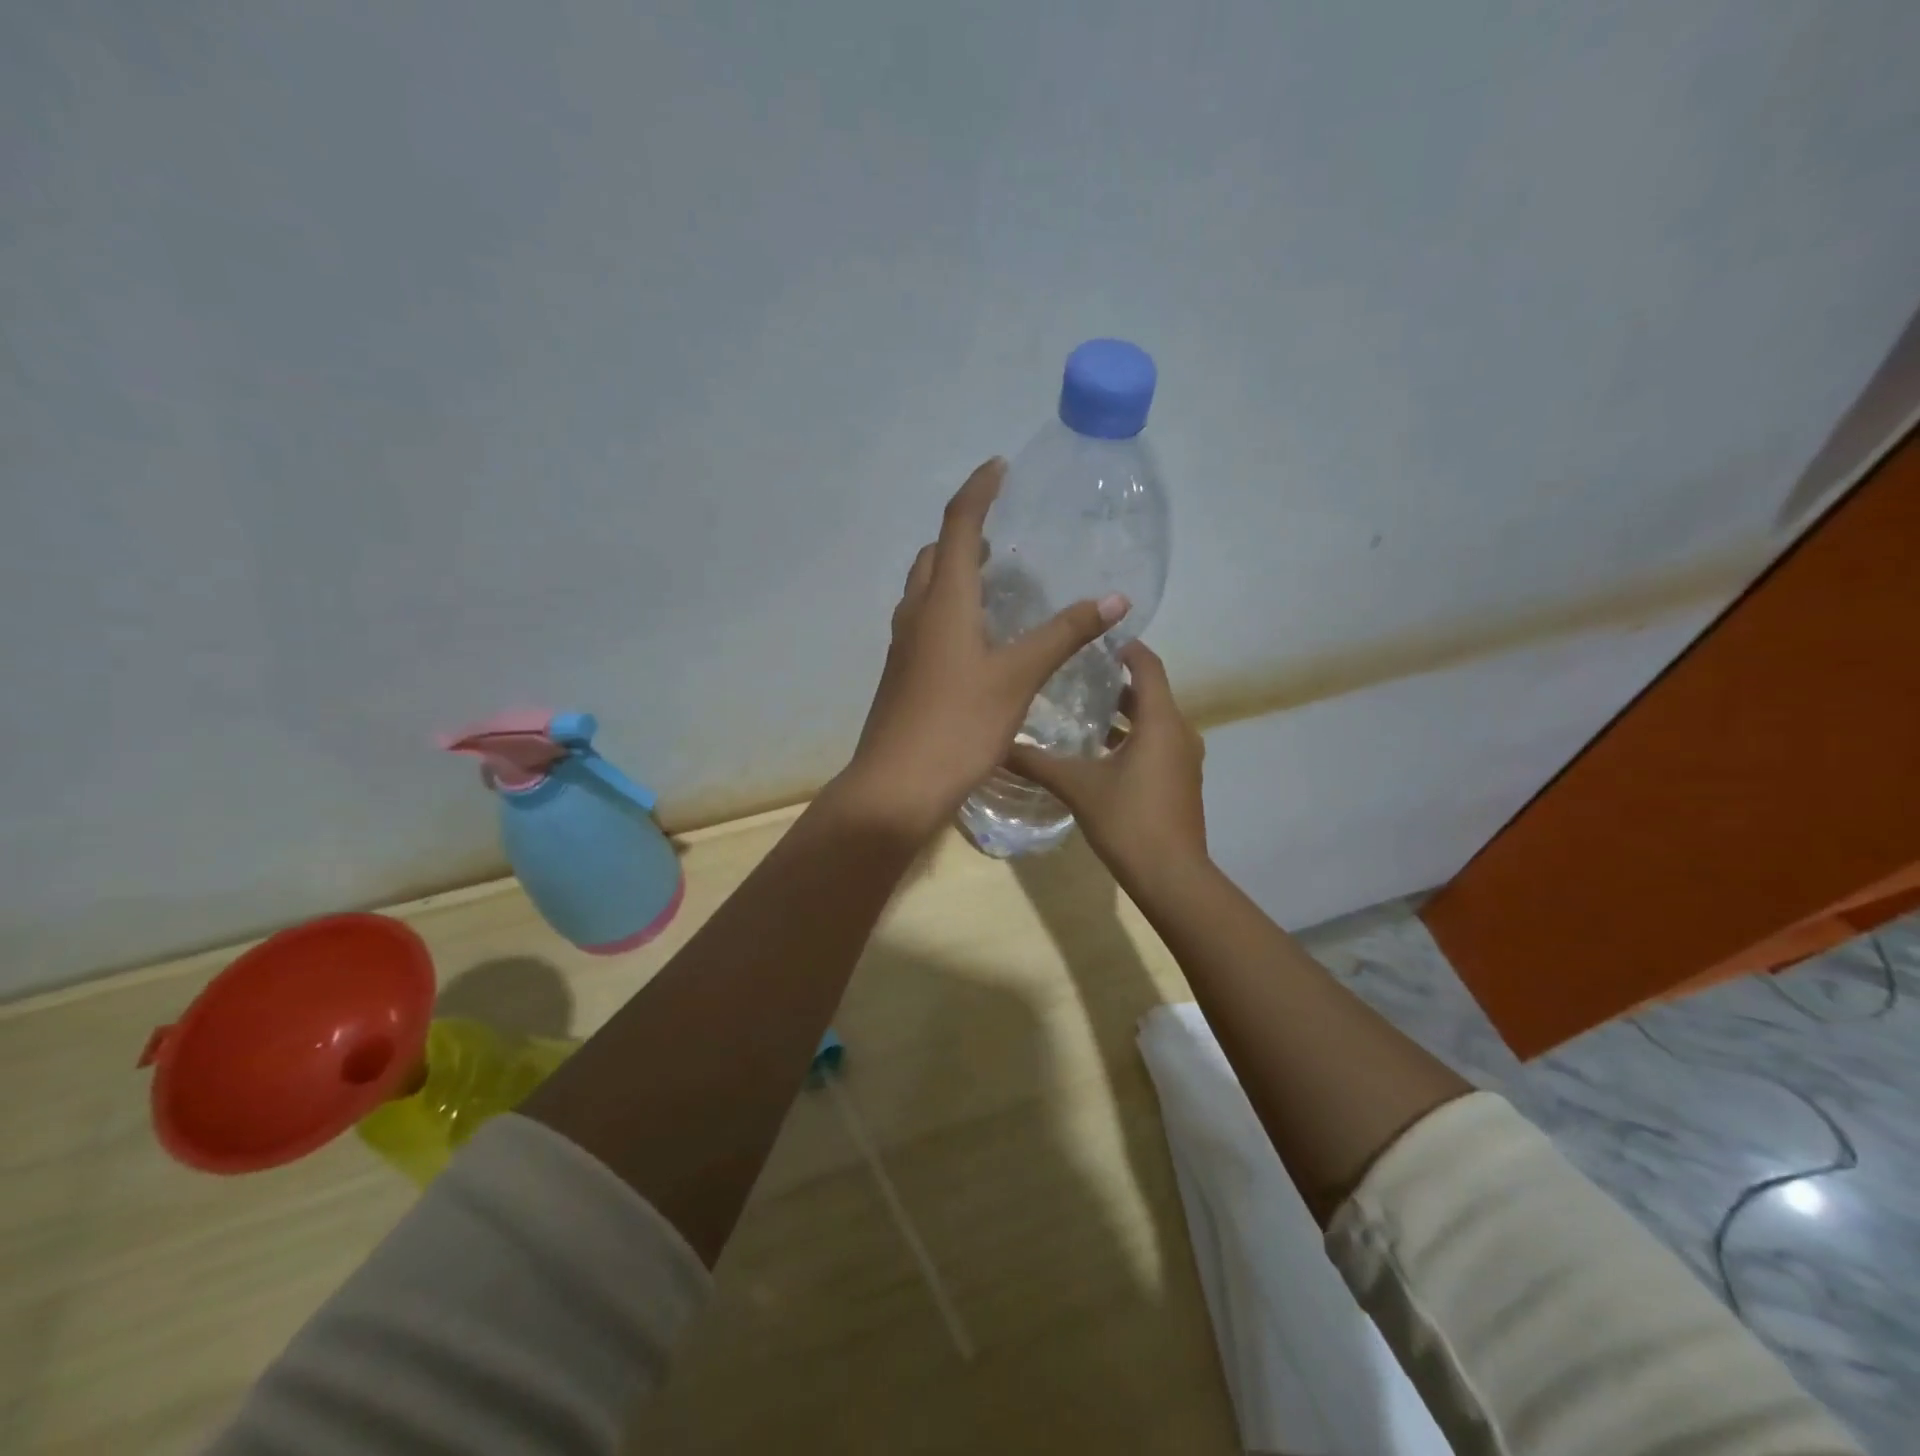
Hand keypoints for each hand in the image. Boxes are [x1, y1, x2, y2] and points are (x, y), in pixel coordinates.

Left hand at [837, 458, 1128, 839]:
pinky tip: (977, 636)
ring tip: (992, 577)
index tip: (999, 467)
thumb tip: (1114, 599)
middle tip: (1000, 531)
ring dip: (953, 571)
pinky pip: (925, 621)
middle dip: (963, 532)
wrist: (897, 786)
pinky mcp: (903, 674)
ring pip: (925, 589)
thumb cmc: (958, 725)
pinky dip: (949, 607)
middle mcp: (916, 614)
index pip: (957, 526)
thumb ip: (1064, 635)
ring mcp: (904, 646)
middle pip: (934, 555)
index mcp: (943, 602)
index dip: (978, 491)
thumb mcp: (1018, 677)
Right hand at [1007, 640, 1207, 887]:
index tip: (1094, 639)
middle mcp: (1179, 732)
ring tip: (1080, 710)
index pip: (1148, 666)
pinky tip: (1098, 753)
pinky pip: (1157, 744)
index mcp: (1160, 721)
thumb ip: (1038, 762)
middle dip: (1115, 682)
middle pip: (1149, 693)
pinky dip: (1132, 738)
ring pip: (1153, 722)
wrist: (1172, 876)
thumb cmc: (1128, 820)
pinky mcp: (1180, 781)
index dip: (1125, 648)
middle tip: (1075, 673)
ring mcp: (1184, 759)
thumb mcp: (1077, 786)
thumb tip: (997, 745)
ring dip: (1122, 714)